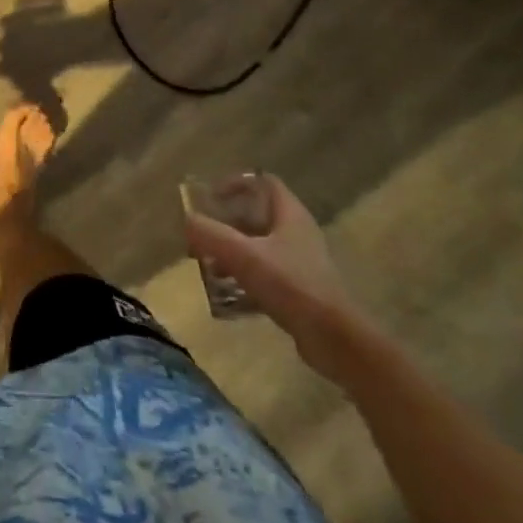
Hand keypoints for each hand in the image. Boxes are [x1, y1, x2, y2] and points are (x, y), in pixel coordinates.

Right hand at [183, 177, 369, 378]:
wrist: (335, 340)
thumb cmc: (291, 285)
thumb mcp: (243, 255)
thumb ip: (211, 234)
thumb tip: (187, 220)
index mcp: (291, 216)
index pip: (264, 182)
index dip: (237, 183)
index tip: (211, 197)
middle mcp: (298, 234)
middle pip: (257, 216)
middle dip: (227, 223)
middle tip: (203, 234)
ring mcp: (301, 263)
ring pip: (259, 246)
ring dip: (232, 251)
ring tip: (209, 266)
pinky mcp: (300, 290)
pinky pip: (265, 273)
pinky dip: (244, 277)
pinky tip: (226, 293)